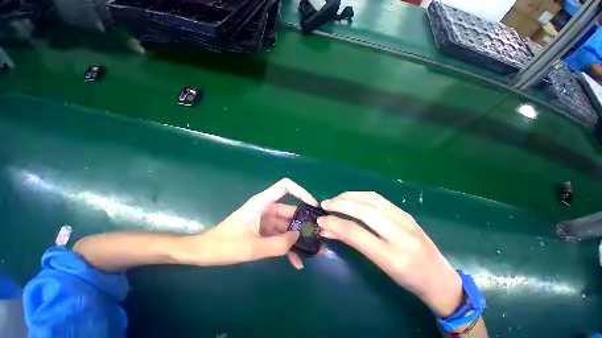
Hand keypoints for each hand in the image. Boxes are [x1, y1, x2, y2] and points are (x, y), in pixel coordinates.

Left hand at [189, 178, 316, 268]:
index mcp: (263, 203)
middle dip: (304, 223)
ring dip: (297, 238)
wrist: (205, 253)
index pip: (286, 186)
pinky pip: (280, 236)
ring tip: (311, 252)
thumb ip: (278, 245)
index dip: (301, 191)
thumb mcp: (253, 247)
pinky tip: (296, 261)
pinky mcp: (264, 230)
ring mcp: (266, 220)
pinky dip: (287, 246)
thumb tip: (298, 237)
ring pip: (287, 225)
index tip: (313, 205)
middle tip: (318, 236)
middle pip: (291, 210)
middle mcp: (267, 208)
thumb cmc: (225, 246)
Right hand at [318, 192, 462, 316]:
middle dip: (340, 204)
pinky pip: (379, 199)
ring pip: (372, 199)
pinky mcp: (406, 213)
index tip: (321, 220)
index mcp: (393, 257)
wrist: (441, 278)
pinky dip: (361, 195)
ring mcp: (406, 220)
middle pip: (365, 211)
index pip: (356, 233)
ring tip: (336, 199)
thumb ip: (353, 244)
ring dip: (349, 196)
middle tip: (325, 204)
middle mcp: (401, 234)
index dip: (334, 223)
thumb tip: (329, 230)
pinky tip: (352, 198)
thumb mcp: (380, 266)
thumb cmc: (408, 280)